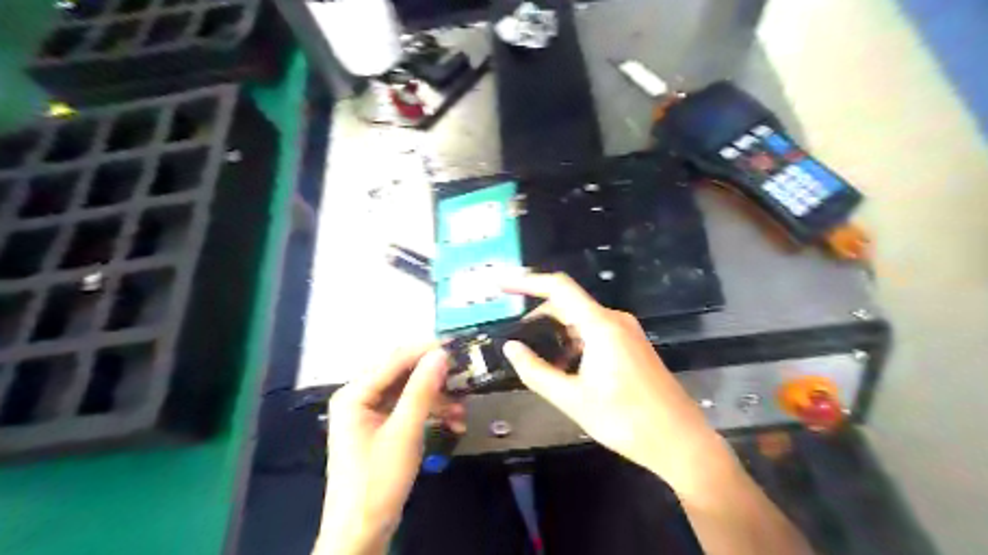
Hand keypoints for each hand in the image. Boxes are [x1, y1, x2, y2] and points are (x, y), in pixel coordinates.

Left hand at [321, 344, 468, 552]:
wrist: (362, 532)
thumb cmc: (378, 480)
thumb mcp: (404, 432)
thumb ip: (422, 389)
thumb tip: (440, 353)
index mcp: (355, 393)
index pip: (395, 359)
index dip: (426, 350)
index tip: (457, 345)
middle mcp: (360, 397)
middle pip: (403, 374)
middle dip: (435, 378)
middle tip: (464, 377)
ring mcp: (370, 413)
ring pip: (410, 392)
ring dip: (437, 398)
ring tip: (463, 410)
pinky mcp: (382, 428)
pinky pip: (409, 409)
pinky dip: (430, 413)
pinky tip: (453, 422)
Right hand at [504, 274, 735, 497]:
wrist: (681, 441)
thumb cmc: (626, 420)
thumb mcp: (572, 399)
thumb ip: (536, 371)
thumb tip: (511, 348)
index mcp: (600, 325)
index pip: (558, 287)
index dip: (526, 281)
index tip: (501, 284)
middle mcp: (614, 319)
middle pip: (567, 304)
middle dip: (538, 317)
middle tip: (514, 338)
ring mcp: (626, 331)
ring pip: (580, 320)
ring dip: (556, 333)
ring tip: (536, 358)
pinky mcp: (632, 345)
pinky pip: (595, 332)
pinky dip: (573, 341)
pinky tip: (564, 366)